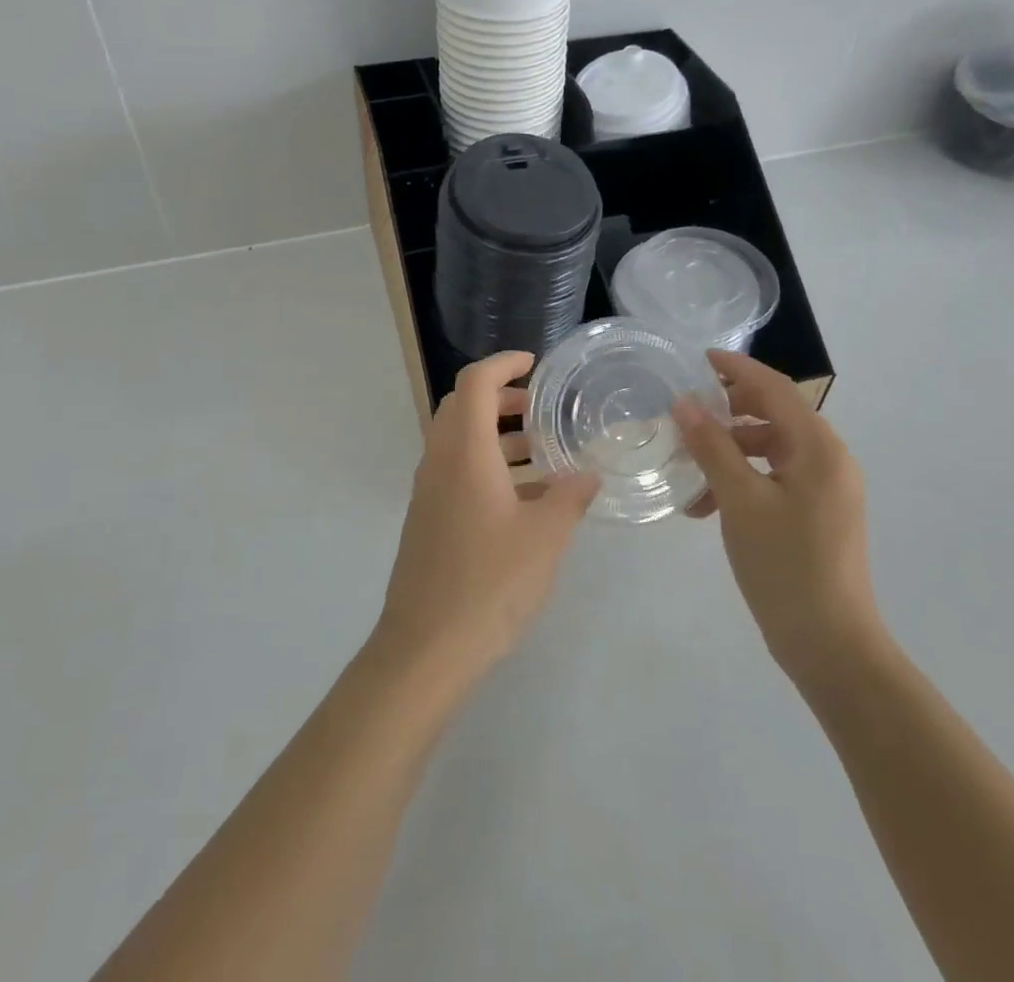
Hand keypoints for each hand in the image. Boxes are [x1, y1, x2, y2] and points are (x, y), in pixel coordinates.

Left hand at [374, 351, 598, 684]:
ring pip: (459, 442)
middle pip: (462, 407)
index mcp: (464, 452)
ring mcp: (428, 492)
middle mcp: (439, 462)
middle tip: (542, 410)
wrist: (425, 649)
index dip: (503, 364)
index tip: (534, 364)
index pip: (475, 383)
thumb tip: (588, 474)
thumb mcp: (544, 538)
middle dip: (501, 399)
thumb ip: (569, 497)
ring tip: (543, 455)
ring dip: (496, 436)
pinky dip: (487, 467)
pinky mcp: (427, 520)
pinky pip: (456, 473)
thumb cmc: (489, 583)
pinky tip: (524, 501)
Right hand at [674, 350, 882, 690]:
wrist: (831, 646)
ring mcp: (826, 489)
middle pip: (775, 416)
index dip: (737, 369)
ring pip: (771, 450)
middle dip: (729, 413)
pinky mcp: (818, 514)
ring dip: (730, 453)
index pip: (776, 389)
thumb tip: (685, 404)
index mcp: (819, 449)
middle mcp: (829, 460)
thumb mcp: (740, 501)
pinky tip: (708, 505)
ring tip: (690, 473)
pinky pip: (776, 478)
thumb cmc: (785, 566)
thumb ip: (712, 447)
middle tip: (688, 414)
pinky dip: (743, 480)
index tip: (700, 358)